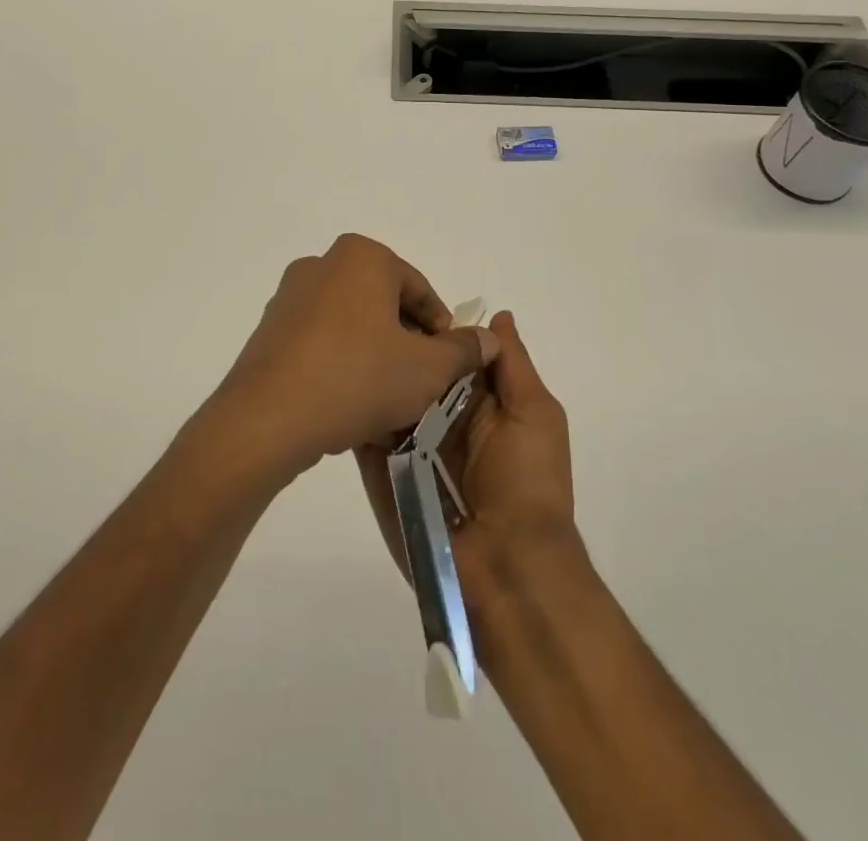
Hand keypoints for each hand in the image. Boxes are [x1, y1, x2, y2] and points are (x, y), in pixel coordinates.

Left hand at [209, 234, 498, 483]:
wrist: (268, 417)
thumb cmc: (357, 378)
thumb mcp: (427, 368)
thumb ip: (464, 350)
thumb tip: (490, 338)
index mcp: (362, 257)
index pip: (419, 290)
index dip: (442, 329)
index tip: (450, 366)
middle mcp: (323, 265)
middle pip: (383, 304)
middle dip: (407, 342)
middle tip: (423, 384)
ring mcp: (290, 297)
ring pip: (351, 325)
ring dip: (375, 356)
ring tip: (389, 400)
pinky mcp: (270, 330)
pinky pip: (320, 342)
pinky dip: (341, 364)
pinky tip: (351, 404)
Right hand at [356, 310, 579, 606]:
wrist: (507, 569)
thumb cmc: (528, 482)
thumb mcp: (534, 413)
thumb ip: (513, 364)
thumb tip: (497, 317)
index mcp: (480, 403)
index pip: (450, 353)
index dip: (431, 327)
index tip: (402, 298)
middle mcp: (441, 420)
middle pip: (414, 372)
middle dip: (396, 349)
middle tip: (364, 316)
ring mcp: (409, 447)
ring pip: (386, 399)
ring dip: (371, 377)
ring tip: (341, 343)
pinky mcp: (384, 474)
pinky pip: (366, 438)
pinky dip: (354, 414)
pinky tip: (333, 384)